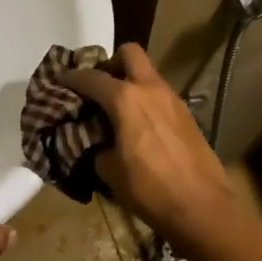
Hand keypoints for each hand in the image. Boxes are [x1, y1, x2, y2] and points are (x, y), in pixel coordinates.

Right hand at [59, 43, 236, 241]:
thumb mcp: (109, 171)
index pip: (91, 77)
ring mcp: (173, 100)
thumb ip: (96, 147)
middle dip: (110, 63)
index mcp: (125, 99)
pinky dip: (146, 100)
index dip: (71, 77)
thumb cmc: (149, 189)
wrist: (201, 206)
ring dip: (131, 82)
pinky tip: (140, 126)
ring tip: (117, 109)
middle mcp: (150, 89)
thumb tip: (96, 143)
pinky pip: (160, 95)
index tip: (60, 80)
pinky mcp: (187, 115)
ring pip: (148, 74)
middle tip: (99, 86)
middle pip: (129, 53)